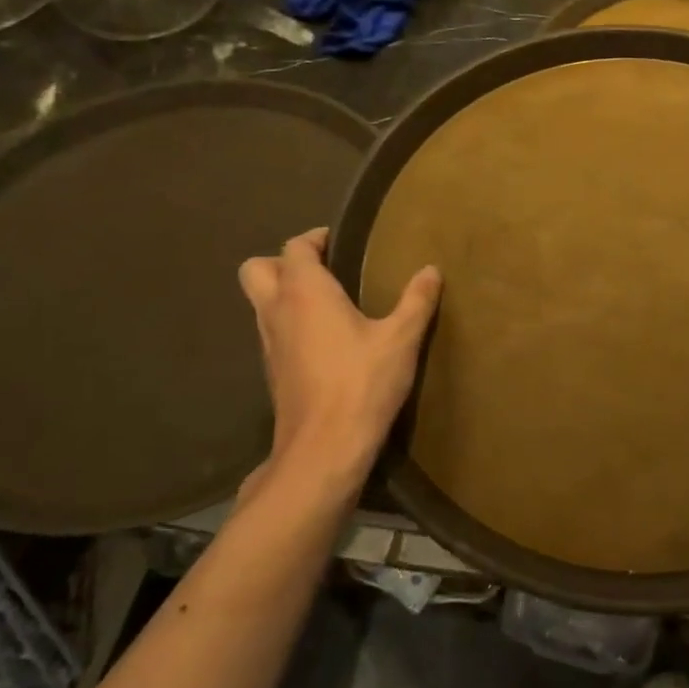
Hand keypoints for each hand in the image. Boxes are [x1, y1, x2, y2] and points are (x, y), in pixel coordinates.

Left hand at [236, 229, 441, 507]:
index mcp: (304, 292)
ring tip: (329, 302)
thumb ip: (416, 301)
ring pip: (260, 303)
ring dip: (284, 294)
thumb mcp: (401, 339)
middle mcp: (276, 311)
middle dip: (284, 262)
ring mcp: (268, 344)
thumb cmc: (362, 383)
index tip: (341, 241)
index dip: (315, 238)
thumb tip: (431, 270)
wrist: (324, 449)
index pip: (294, 247)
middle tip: (324, 269)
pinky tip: (326, 339)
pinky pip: (272, 331)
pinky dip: (290, 324)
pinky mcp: (272, 372)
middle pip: (257, 269)